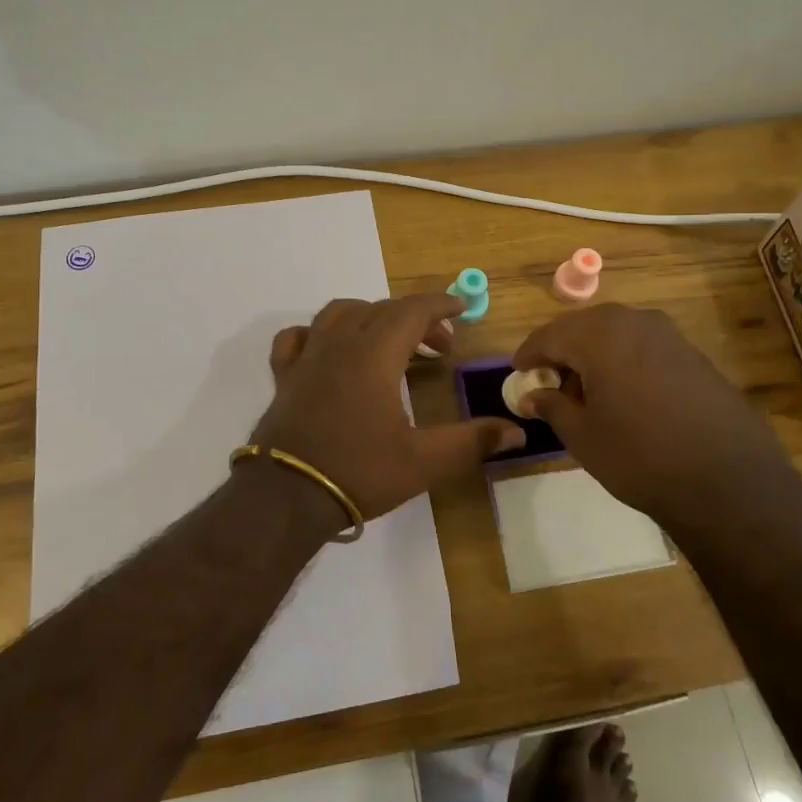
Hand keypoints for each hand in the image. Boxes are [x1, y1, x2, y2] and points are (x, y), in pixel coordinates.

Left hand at [252, 295, 525, 520]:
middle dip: (416, 319)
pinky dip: (320, 333)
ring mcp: (307, 357)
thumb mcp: (424, 461)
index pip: (411, 311)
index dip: (440, 305)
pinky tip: (329, 349)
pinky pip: (299, 336)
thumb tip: (517, 431)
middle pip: (381, 310)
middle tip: (440, 347)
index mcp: (375, 354)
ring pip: (340, 313)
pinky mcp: (284, 375)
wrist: (287, 496)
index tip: (462, 308)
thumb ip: (472, 442)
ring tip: (390, 340)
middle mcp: (340, 343)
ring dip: (371, 317)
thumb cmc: (359, 472)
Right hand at [513, 304, 789, 522]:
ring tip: (585, 391)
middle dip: (562, 351)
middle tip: (549, 382)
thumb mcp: (582, 436)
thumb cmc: (639, 456)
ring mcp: (670, 336)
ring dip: (594, 355)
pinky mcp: (694, 355)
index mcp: (600, 335)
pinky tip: (624, 395)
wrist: (727, 481)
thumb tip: (533, 396)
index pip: (550, 335)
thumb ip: (552, 407)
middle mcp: (635, 322)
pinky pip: (644, 347)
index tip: (518, 372)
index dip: (529, 354)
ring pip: (616, 335)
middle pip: (584, 328)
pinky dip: (624, 362)